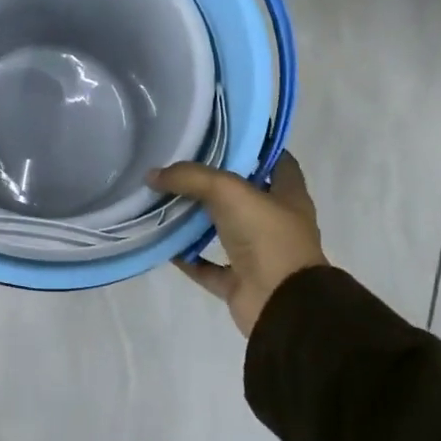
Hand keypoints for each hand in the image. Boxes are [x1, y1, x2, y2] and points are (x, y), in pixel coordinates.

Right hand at [152, 155, 328, 336]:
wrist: (280, 305)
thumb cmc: (267, 237)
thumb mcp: (228, 191)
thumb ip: (190, 177)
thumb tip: (152, 175)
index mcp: (288, 196)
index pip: (277, 161)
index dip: (254, 146)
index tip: (222, 135)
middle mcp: (276, 223)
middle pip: (243, 195)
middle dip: (214, 181)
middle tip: (180, 164)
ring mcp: (259, 255)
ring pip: (223, 230)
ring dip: (197, 219)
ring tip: (165, 199)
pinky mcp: (240, 282)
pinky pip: (207, 266)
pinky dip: (187, 257)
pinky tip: (164, 243)